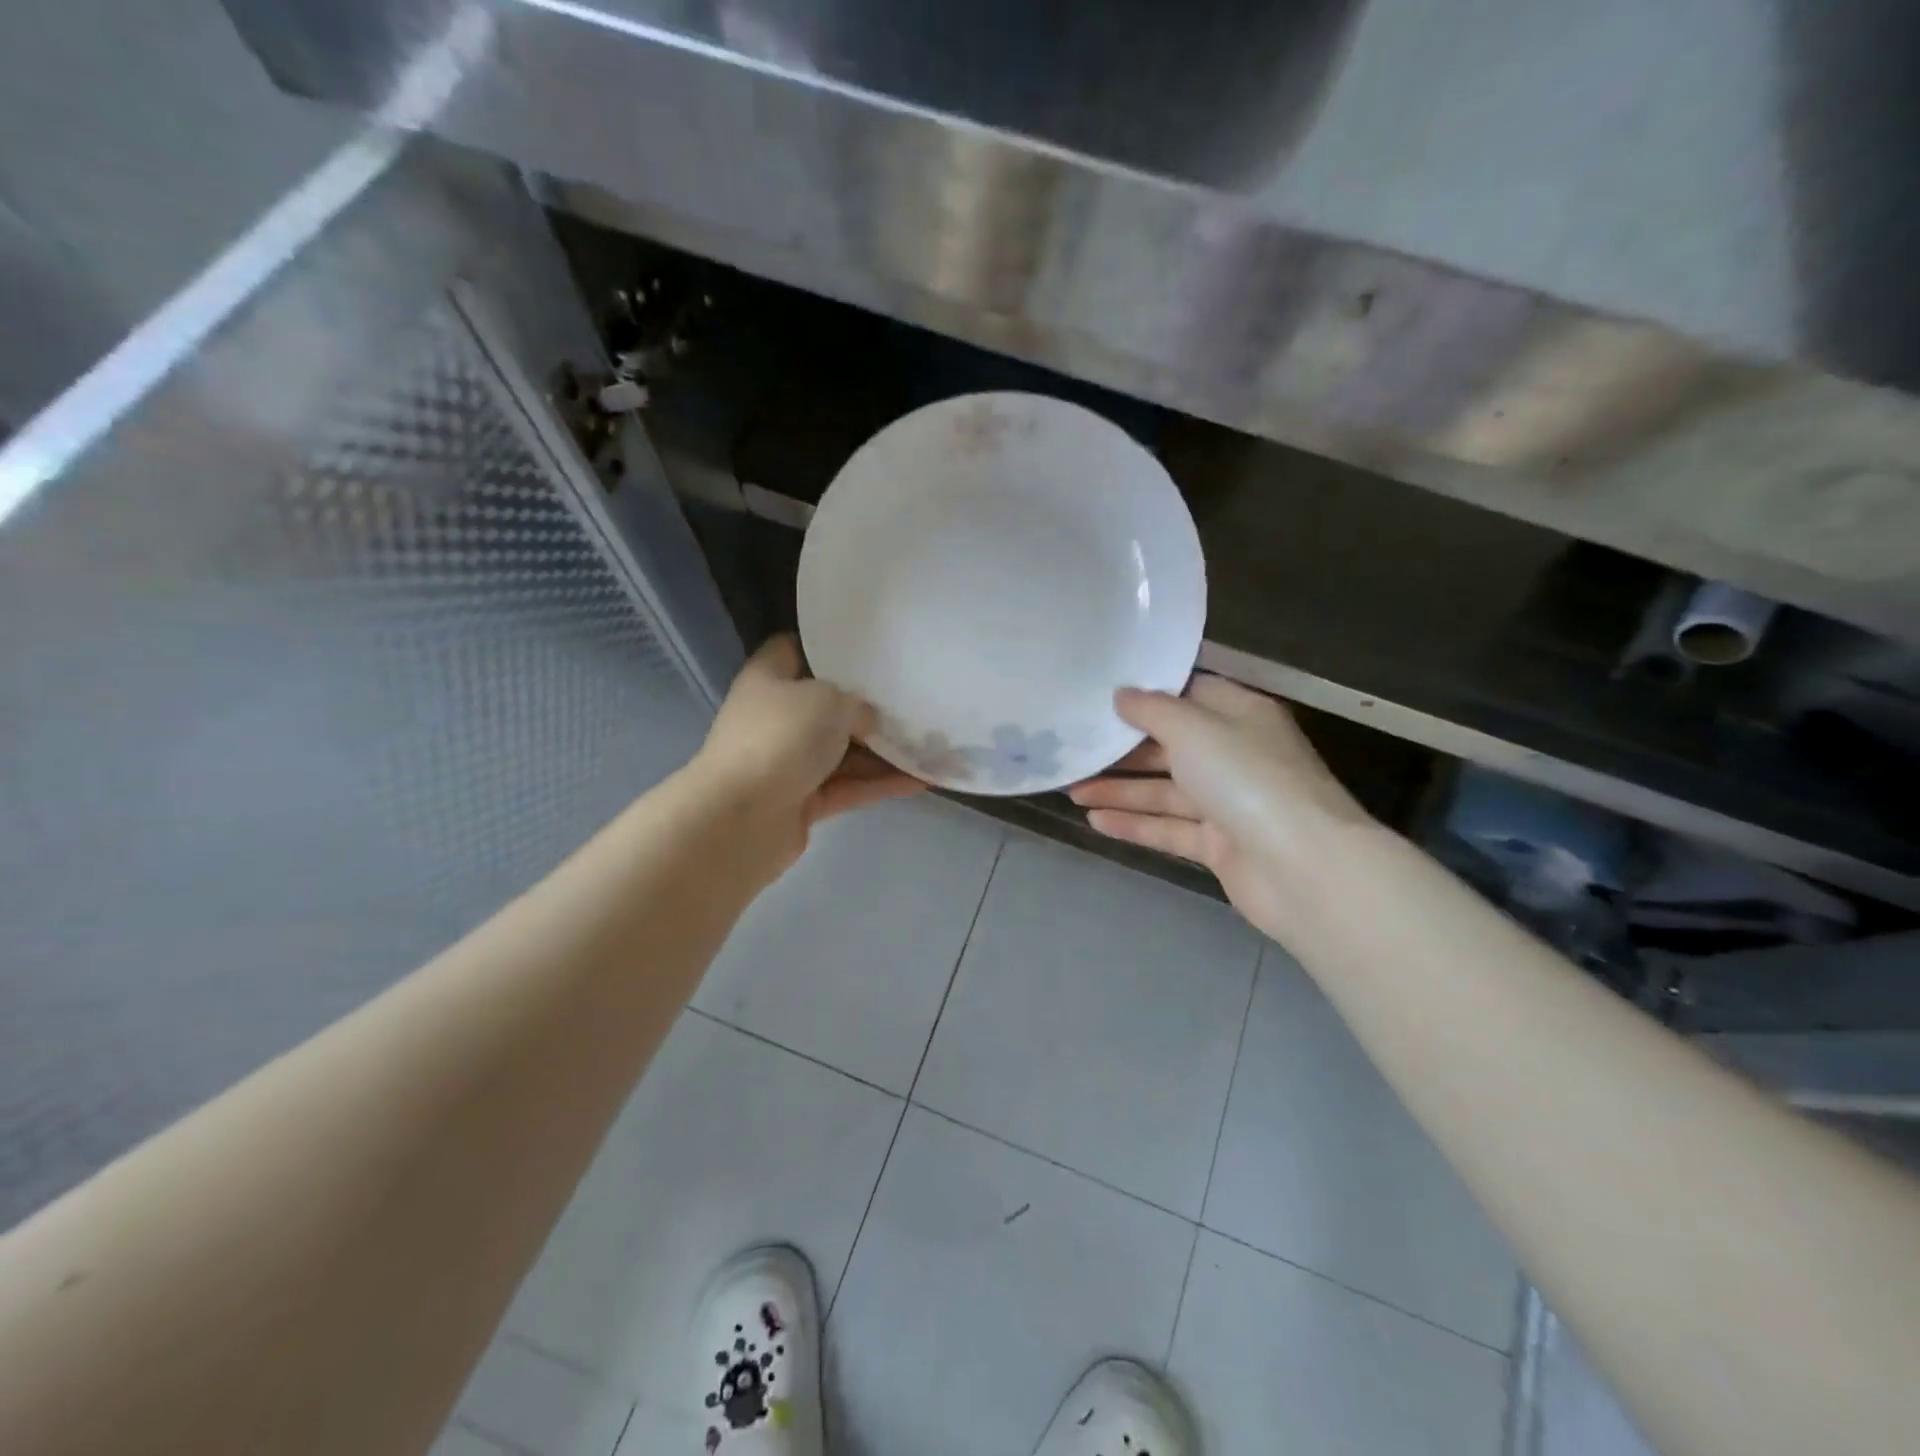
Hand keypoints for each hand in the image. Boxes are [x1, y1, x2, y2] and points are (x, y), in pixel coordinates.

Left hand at [693, 635, 923, 869]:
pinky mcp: (802, 802)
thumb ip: (857, 704)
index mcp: (769, 678)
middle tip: (915, 696)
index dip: (830, 645)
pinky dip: (881, 783)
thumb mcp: (828, 701)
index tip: (872, 648)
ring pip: (844, 751)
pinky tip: (922, 779)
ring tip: (932, 742)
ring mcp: (789, 762)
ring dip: (884, 750)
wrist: (740, 819)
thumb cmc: (780, 738)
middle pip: (828, 705)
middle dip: (869, 705)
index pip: (796, 648)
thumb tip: (870, 720)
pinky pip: (849, 786)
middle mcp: (777, 717)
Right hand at [1068, 675, 1377, 941]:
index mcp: (1240, 715)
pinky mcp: (1219, 845)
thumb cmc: (1247, 780)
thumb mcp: (1195, 729)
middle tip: (1075, 747)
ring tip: (1070, 788)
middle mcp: (1234, 755)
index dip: (1147, 693)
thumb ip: (1153, 710)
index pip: (1189, 693)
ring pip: (1165, 790)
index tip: (1101, 694)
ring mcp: (1228, 803)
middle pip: (1170, 745)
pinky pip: (1169, 828)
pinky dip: (1135, 824)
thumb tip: (1122, 695)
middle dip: (1123, 748)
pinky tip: (1094, 821)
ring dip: (1119, 789)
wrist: (1303, 869)